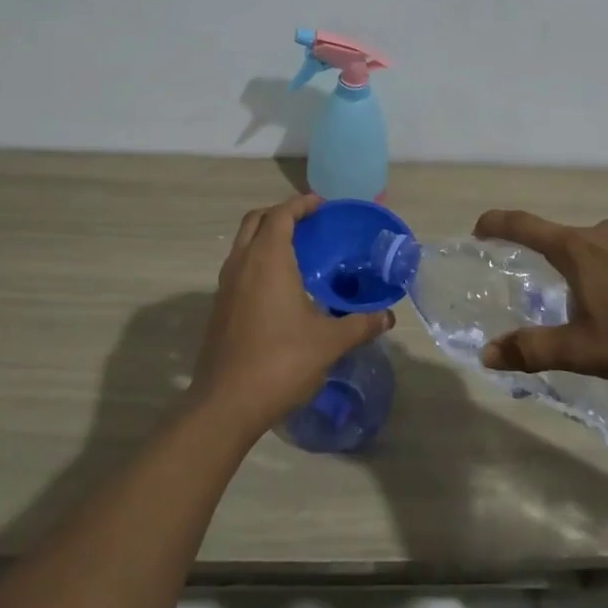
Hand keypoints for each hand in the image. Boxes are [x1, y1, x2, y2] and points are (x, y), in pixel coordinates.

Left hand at [192, 191, 395, 435]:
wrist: (226, 403)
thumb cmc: (281, 362)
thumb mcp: (329, 342)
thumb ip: (361, 324)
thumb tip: (388, 317)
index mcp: (268, 259)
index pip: (281, 214)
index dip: (301, 204)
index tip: (323, 206)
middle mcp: (242, 263)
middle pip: (256, 220)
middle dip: (281, 214)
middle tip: (309, 223)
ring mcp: (226, 285)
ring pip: (243, 243)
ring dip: (266, 236)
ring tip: (297, 251)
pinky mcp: (219, 307)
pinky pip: (239, 267)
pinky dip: (257, 260)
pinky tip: (279, 287)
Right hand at [472, 210, 607, 387]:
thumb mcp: (583, 351)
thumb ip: (533, 350)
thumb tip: (486, 353)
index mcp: (578, 250)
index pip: (525, 226)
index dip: (498, 224)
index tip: (481, 227)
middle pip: (569, 241)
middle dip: (558, 263)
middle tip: (559, 296)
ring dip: (600, 271)